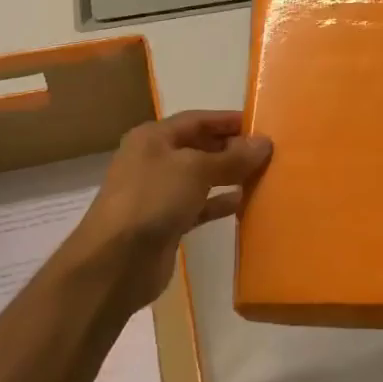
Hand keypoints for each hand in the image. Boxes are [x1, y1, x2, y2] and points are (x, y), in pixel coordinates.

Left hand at [68, 110, 272, 311]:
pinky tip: (243, 202)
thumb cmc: (153, 199)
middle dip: (231, 148)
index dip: (228, 121)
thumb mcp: (195, 170)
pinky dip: (218, 203)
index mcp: (153, 138)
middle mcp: (153, 160)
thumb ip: (231, 157)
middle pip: (198, 147)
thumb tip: (264, 143)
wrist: (115, 261)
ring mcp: (158, 193)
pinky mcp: (165, 222)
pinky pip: (198, 206)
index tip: (261, 125)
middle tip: (267, 152)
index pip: (197, 120)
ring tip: (262, 175)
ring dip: (228, 175)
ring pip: (200, 177)